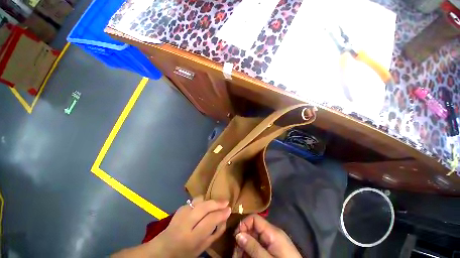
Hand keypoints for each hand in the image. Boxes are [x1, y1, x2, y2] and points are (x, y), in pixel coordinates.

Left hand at [152, 196, 230, 256]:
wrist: (163, 248)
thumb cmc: (185, 252)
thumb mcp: (202, 248)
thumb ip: (215, 234)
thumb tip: (225, 219)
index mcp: (191, 238)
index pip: (210, 220)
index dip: (221, 214)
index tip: (229, 210)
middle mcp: (185, 223)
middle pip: (204, 207)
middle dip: (217, 203)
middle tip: (226, 201)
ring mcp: (181, 213)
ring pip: (199, 201)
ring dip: (210, 200)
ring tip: (217, 202)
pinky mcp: (180, 208)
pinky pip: (194, 201)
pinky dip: (203, 201)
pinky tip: (206, 205)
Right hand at [234, 214, 300, 257]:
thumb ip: (253, 247)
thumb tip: (238, 234)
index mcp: (272, 232)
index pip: (254, 218)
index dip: (243, 224)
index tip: (236, 238)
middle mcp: (272, 233)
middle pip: (253, 228)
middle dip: (243, 238)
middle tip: (236, 253)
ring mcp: (273, 241)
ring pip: (254, 238)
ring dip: (246, 246)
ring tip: (240, 257)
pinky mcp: (273, 248)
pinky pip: (259, 245)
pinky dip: (252, 251)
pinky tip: (247, 257)